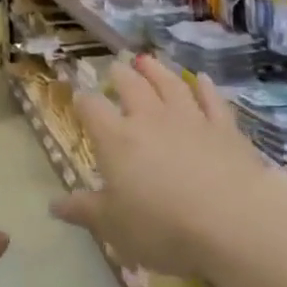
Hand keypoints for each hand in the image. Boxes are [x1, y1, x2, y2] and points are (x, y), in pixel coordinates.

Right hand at [53, 57, 268, 276]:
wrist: (232, 220)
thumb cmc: (162, 227)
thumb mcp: (113, 227)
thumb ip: (84, 211)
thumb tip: (53, 204)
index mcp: (117, 139)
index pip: (92, 109)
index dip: (83, 101)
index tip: (79, 97)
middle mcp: (150, 119)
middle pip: (131, 87)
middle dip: (120, 76)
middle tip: (116, 67)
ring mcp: (190, 118)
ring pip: (170, 84)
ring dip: (157, 70)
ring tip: (147, 60)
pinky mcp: (224, 127)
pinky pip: (211, 100)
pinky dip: (205, 87)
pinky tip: (201, 79)